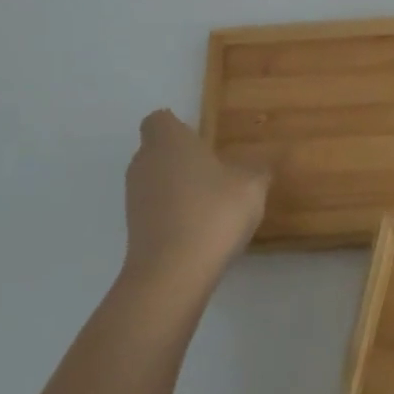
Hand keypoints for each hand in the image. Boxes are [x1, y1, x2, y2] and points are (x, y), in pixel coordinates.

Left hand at [121, 110, 267, 295]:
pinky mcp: (132, 228)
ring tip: (209, 204)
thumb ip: (257, 169)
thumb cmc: (213, 213)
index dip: (178, 127)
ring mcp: (134, 197)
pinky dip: (170, 212)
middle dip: (180, 157)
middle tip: (213, 172)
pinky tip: (198, 229)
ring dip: (176, 186)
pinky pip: (154, 208)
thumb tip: (261, 164)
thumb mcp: (251, 186)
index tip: (202, 142)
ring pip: (154, 179)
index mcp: (169, 141)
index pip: (159, 120)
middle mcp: (144, 162)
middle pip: (156, 149)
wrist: (172, 274)